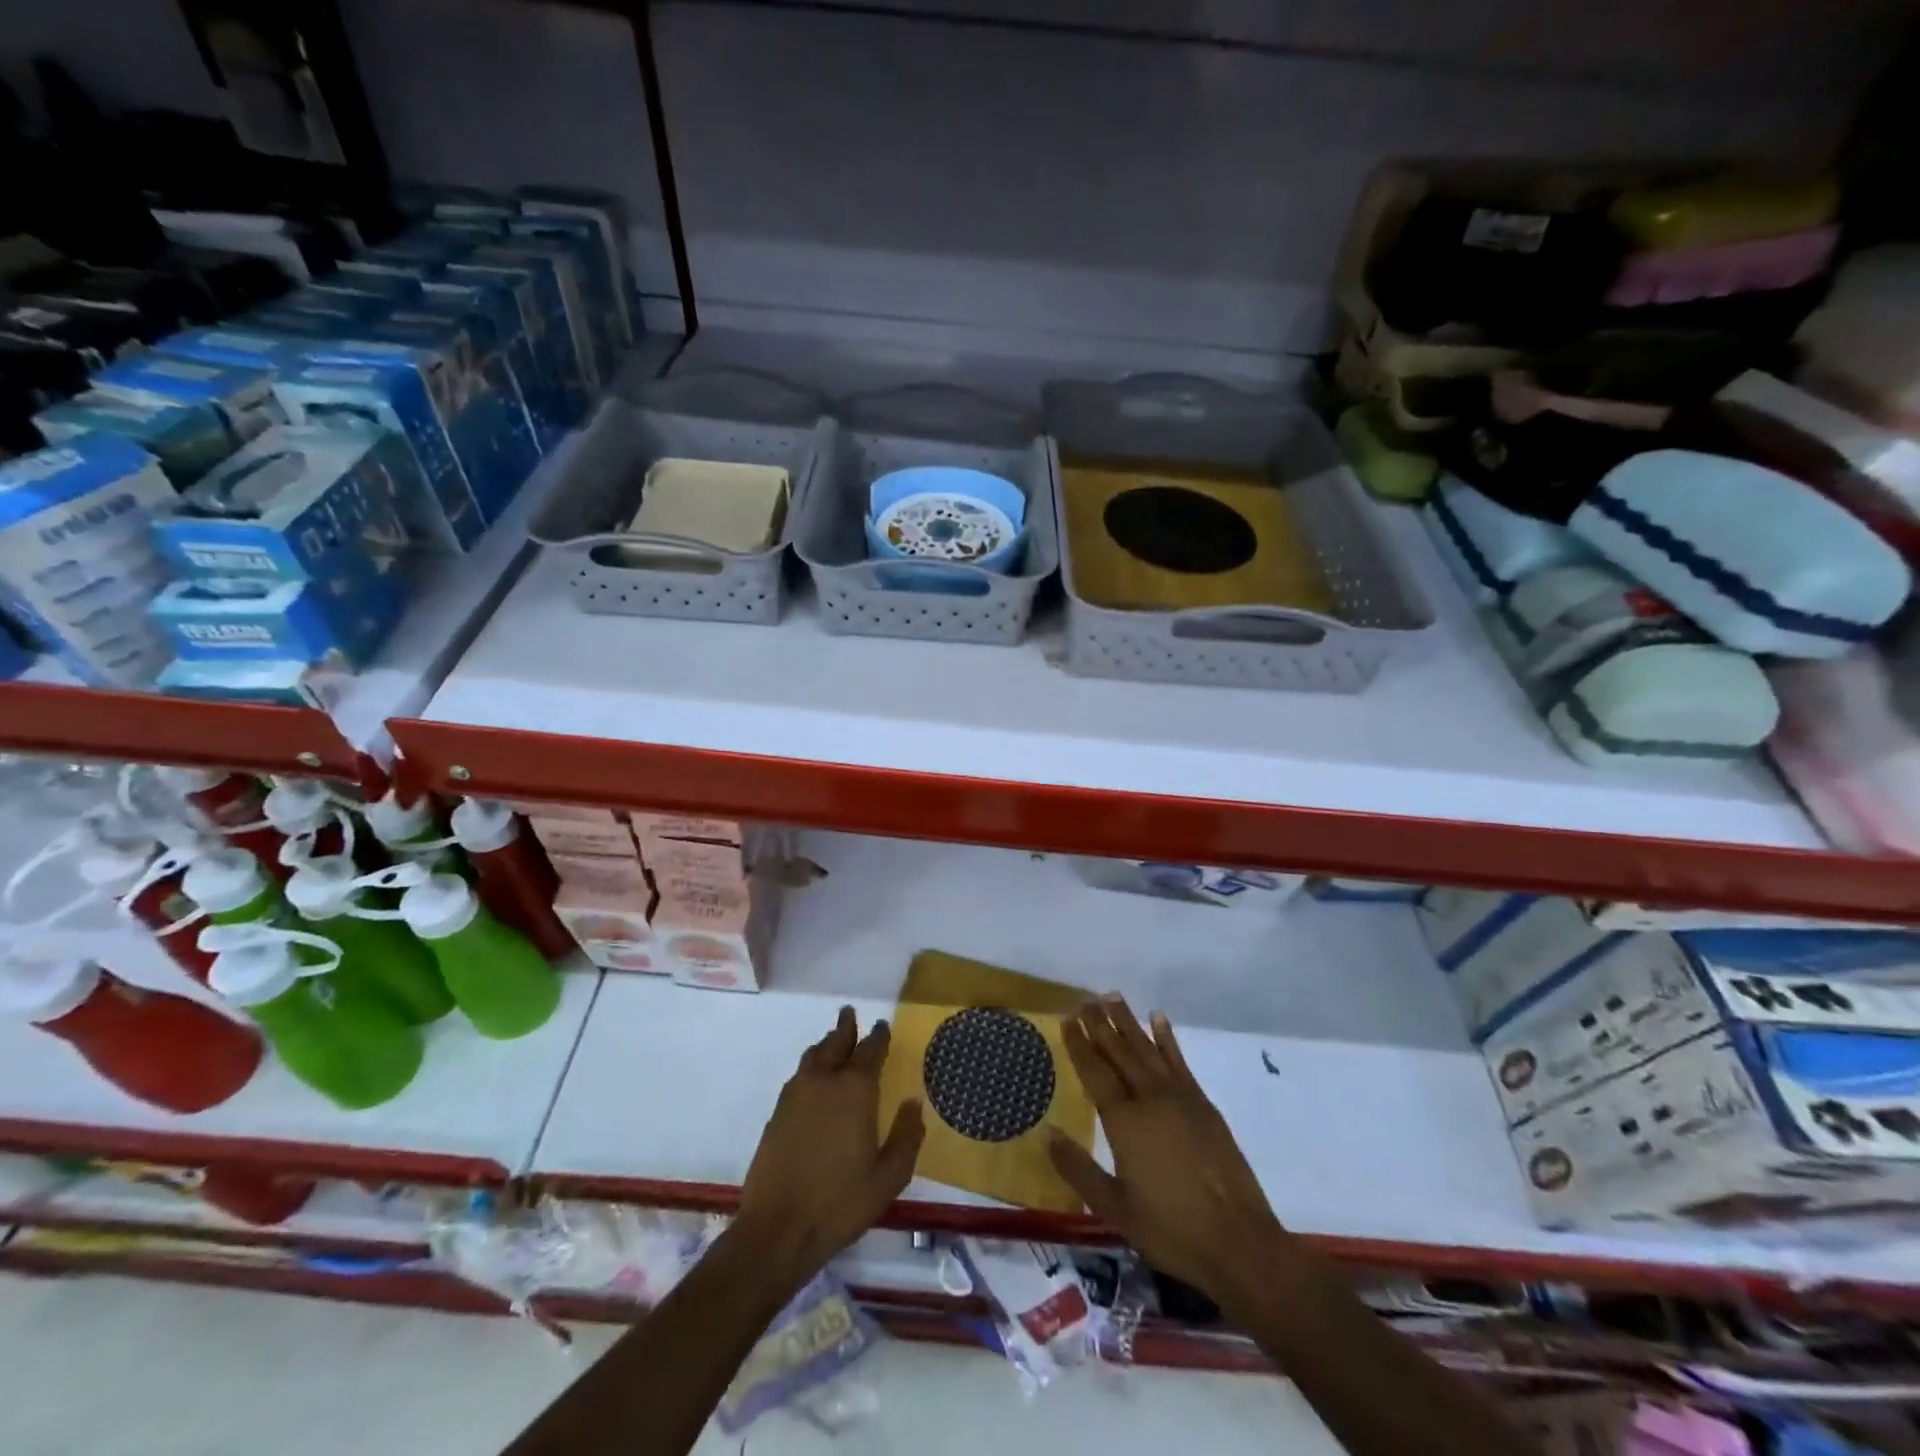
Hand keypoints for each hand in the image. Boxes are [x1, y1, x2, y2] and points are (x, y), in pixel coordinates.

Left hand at [737, 1006, 925, 1280]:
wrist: (778, 1230)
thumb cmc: (840, 1203)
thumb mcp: (888, 1177)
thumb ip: (906, 1136)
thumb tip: (914, 1103)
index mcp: (855, 1090)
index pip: (870, 1050)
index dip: (878, 1037)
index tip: (883, 1026)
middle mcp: (824, 1081)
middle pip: (836, 1042)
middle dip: (845, 1027)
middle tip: (850, 1013)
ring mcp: (795, 1095)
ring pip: (813, 1056)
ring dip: (826, 1044)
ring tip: (833, 1040)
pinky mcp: (777, 1113)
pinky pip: (798, 1075)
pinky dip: (810, 1066)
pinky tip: (813, 1079)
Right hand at [1049, 997, 1282, 1302]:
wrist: (1239, 1243)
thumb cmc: (1171, 1230)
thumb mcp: (1115, 1208)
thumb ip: (1079, 1169)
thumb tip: (1047, 1132)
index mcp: (1124, 1122)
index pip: (1095, 1072)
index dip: (1079, 1044)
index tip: (1066, 1018)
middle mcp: (1150, 1099)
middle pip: (1119, 1053)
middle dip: (1100, 1025)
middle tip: (1084, 1000)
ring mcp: (1180, 1098)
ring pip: (1147, 1049)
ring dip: (1128, 1022)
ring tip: (1112, 997)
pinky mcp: (1203, 1104)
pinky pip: (1179, 1061)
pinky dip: (1167, 1038)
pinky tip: (1158, 1018)